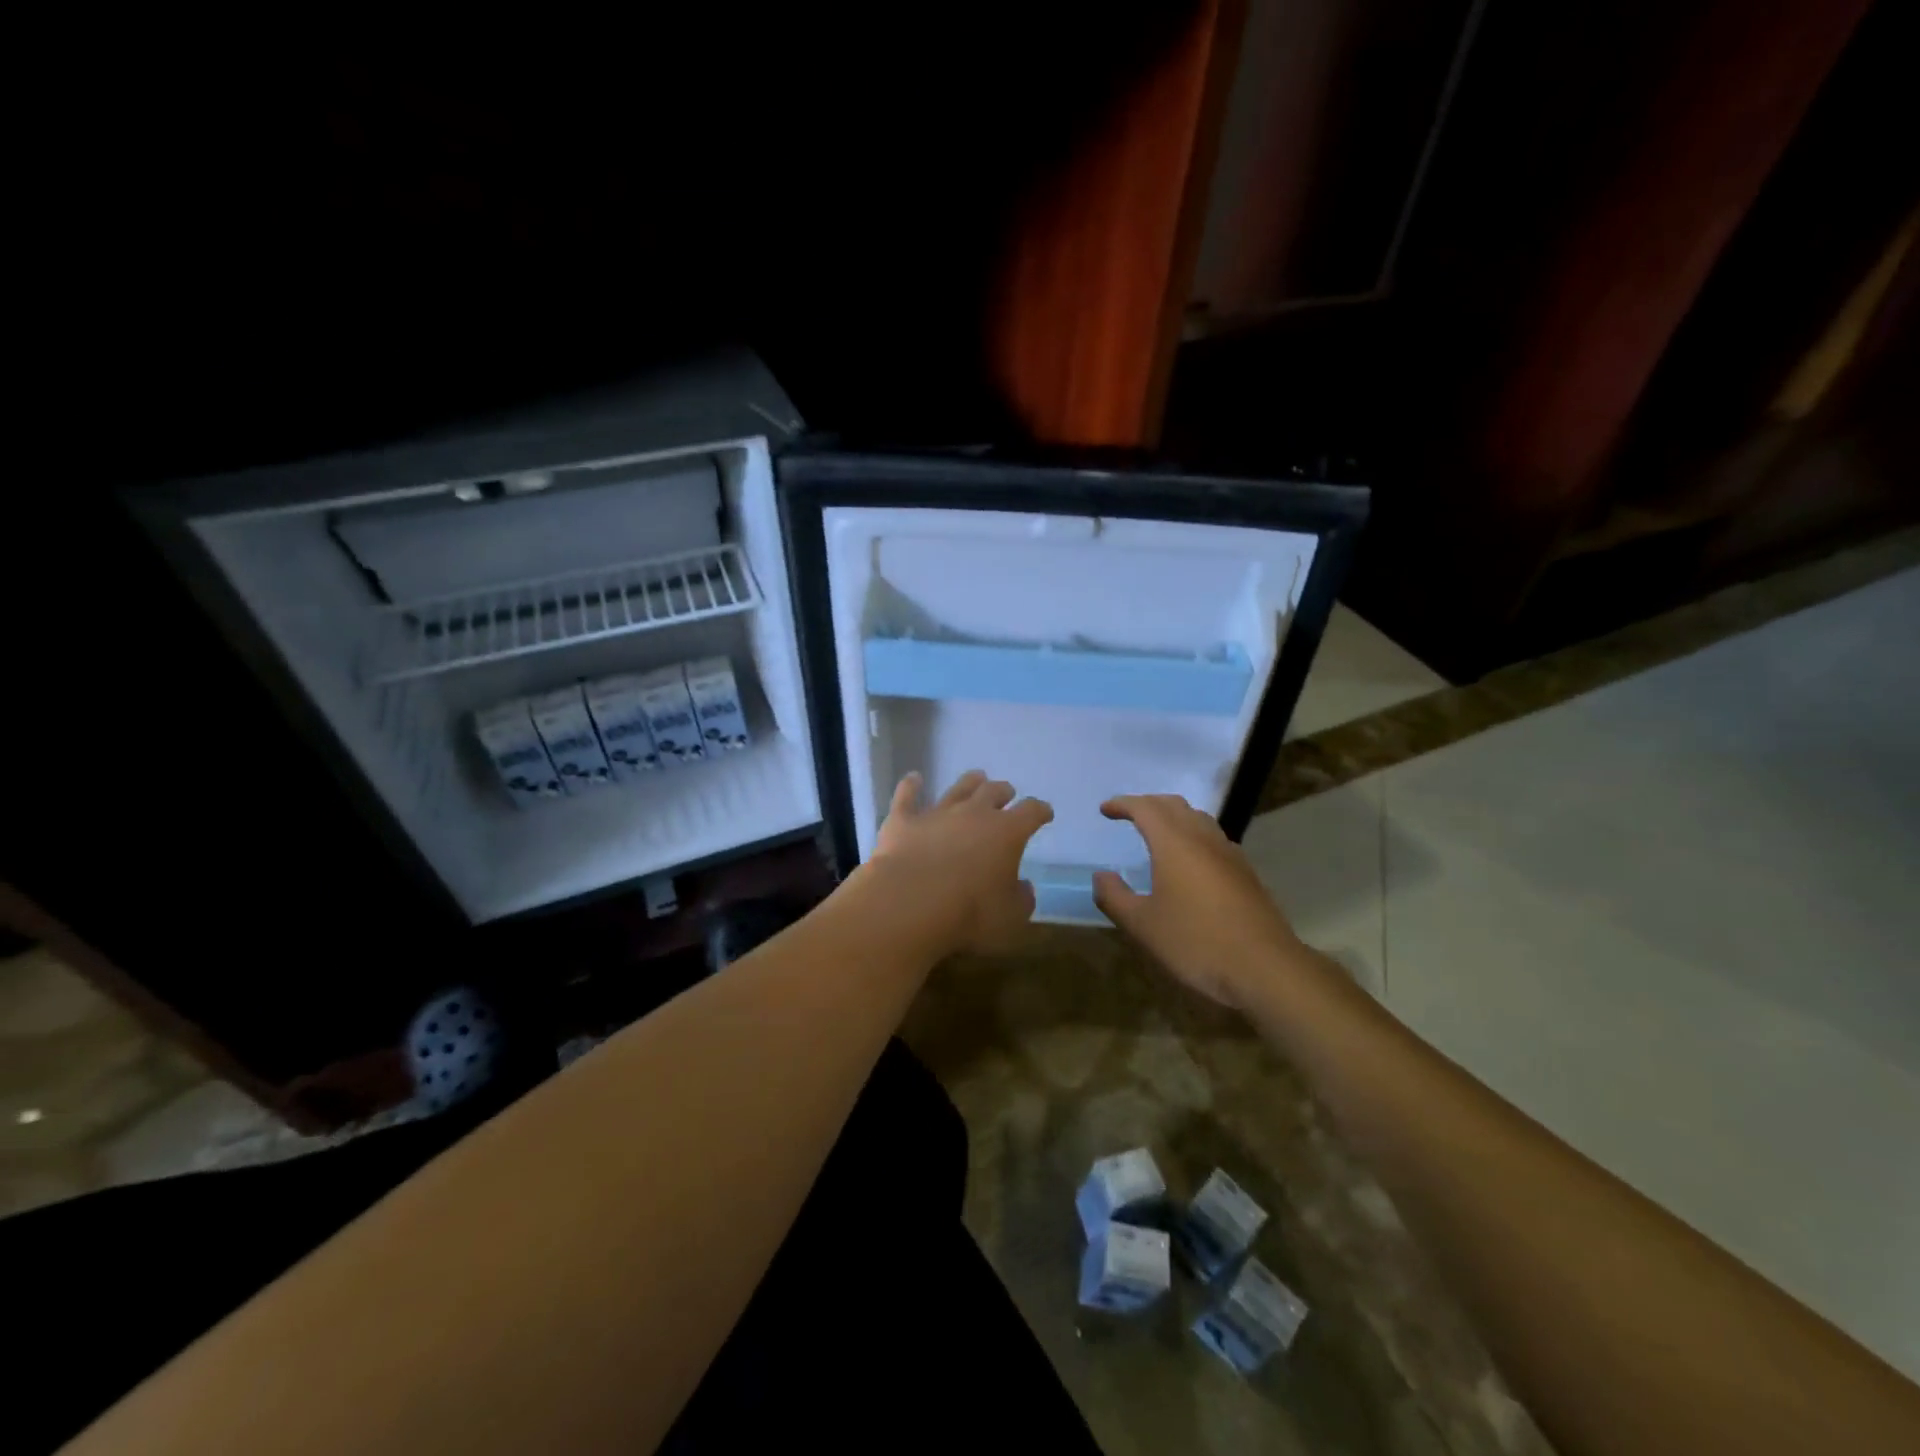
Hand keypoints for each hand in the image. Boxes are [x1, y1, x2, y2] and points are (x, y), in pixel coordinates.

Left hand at [865, 770, 1053, 955]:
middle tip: (1007, 793)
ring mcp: (937, 813)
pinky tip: (913, 778)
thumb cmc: (970, 913)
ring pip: (957, 789)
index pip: (1032, 812)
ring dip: (969, 782)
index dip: (1040, 811)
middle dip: (1004, 792)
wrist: (911, 902)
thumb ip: (1021, 900)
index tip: (1044, 813)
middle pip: (993, 792)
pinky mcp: (903, 821)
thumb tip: (1024, 888)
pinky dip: (911, 785)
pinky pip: (907, 796)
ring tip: (976, 777)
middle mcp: (974, 813)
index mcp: (1007, 832)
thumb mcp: (1010, 917)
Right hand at [1092, 794, 1304, 1008]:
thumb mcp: (1143, 925)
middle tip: (1128, 815)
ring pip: (1198, 820)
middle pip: (1174, 806)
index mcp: (1175, 843)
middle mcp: (1203, 839)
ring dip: (1174, 818)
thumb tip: (1101, 876)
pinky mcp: (1246, 873)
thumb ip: (1115, 897)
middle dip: (1148, 804)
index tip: (1105, 810)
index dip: (1123, 804)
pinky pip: (1214, 839)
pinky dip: (1193, 836)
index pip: (1145, 808)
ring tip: (1157, 834)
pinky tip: (1190, 862)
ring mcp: (1230, 854)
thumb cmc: (1196, 943)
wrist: (1266, 969)